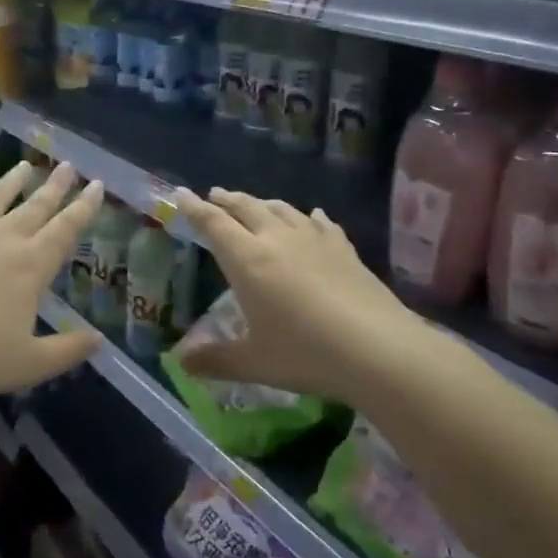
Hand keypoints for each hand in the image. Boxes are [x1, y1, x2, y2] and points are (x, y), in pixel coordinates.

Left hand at [0, 162, 103, 405]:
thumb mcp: (29, 365)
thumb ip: (68, 351)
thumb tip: (99, 340)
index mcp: (31, 267)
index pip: (66, 229)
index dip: (84, 207)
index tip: (97, 184)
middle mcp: (2, 240)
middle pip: (35, 206)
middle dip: (55, 186)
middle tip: (68, 165)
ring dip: (13, 180)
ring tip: (26, 166)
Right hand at [171, 188, 420, 405]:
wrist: (377, 348)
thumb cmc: (305, 353)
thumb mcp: (253, 362)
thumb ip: (214, 359)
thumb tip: (180, 362)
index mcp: (247, 260)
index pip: (213, 224)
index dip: (194, 208)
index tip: (180, 195)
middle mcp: (277, 239)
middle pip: (246, 208)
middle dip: (227, 200)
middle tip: (215, 194)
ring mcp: (314, 240)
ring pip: (282, 209)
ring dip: (262, 203)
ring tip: (255, 203)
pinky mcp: (344, 249)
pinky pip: (320, 222)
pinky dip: (308, 216)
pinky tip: (312, 216)